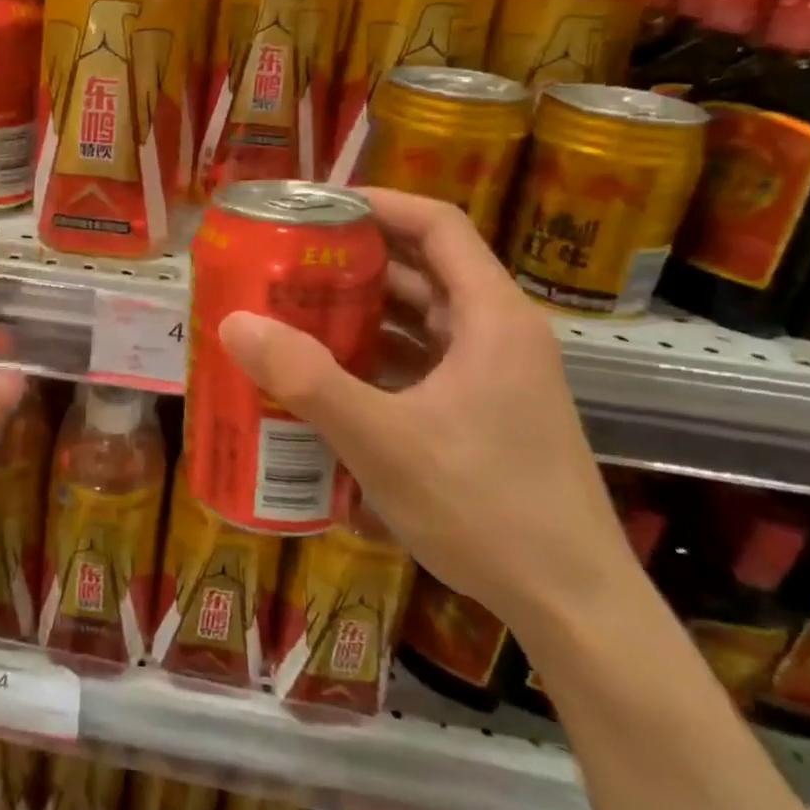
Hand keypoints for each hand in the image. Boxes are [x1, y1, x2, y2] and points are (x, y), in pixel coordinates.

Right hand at [216, 190, 635, 639]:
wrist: (573, 606)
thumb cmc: (485, 508)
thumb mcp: (383, 440)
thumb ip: (308, 379)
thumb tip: (235, 322)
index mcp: (491, 317)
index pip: (437, 224)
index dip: (377, 203)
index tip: (316, 205)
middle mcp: (499, 333)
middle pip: (425, 268)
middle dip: (356, 258)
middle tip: (290, 259)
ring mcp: (497, 376)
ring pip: (423, 318)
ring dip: (364, 309)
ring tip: (297, 309)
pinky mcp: (487, 413)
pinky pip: (425, 361)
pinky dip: (379, 355)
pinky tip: (332, 375)